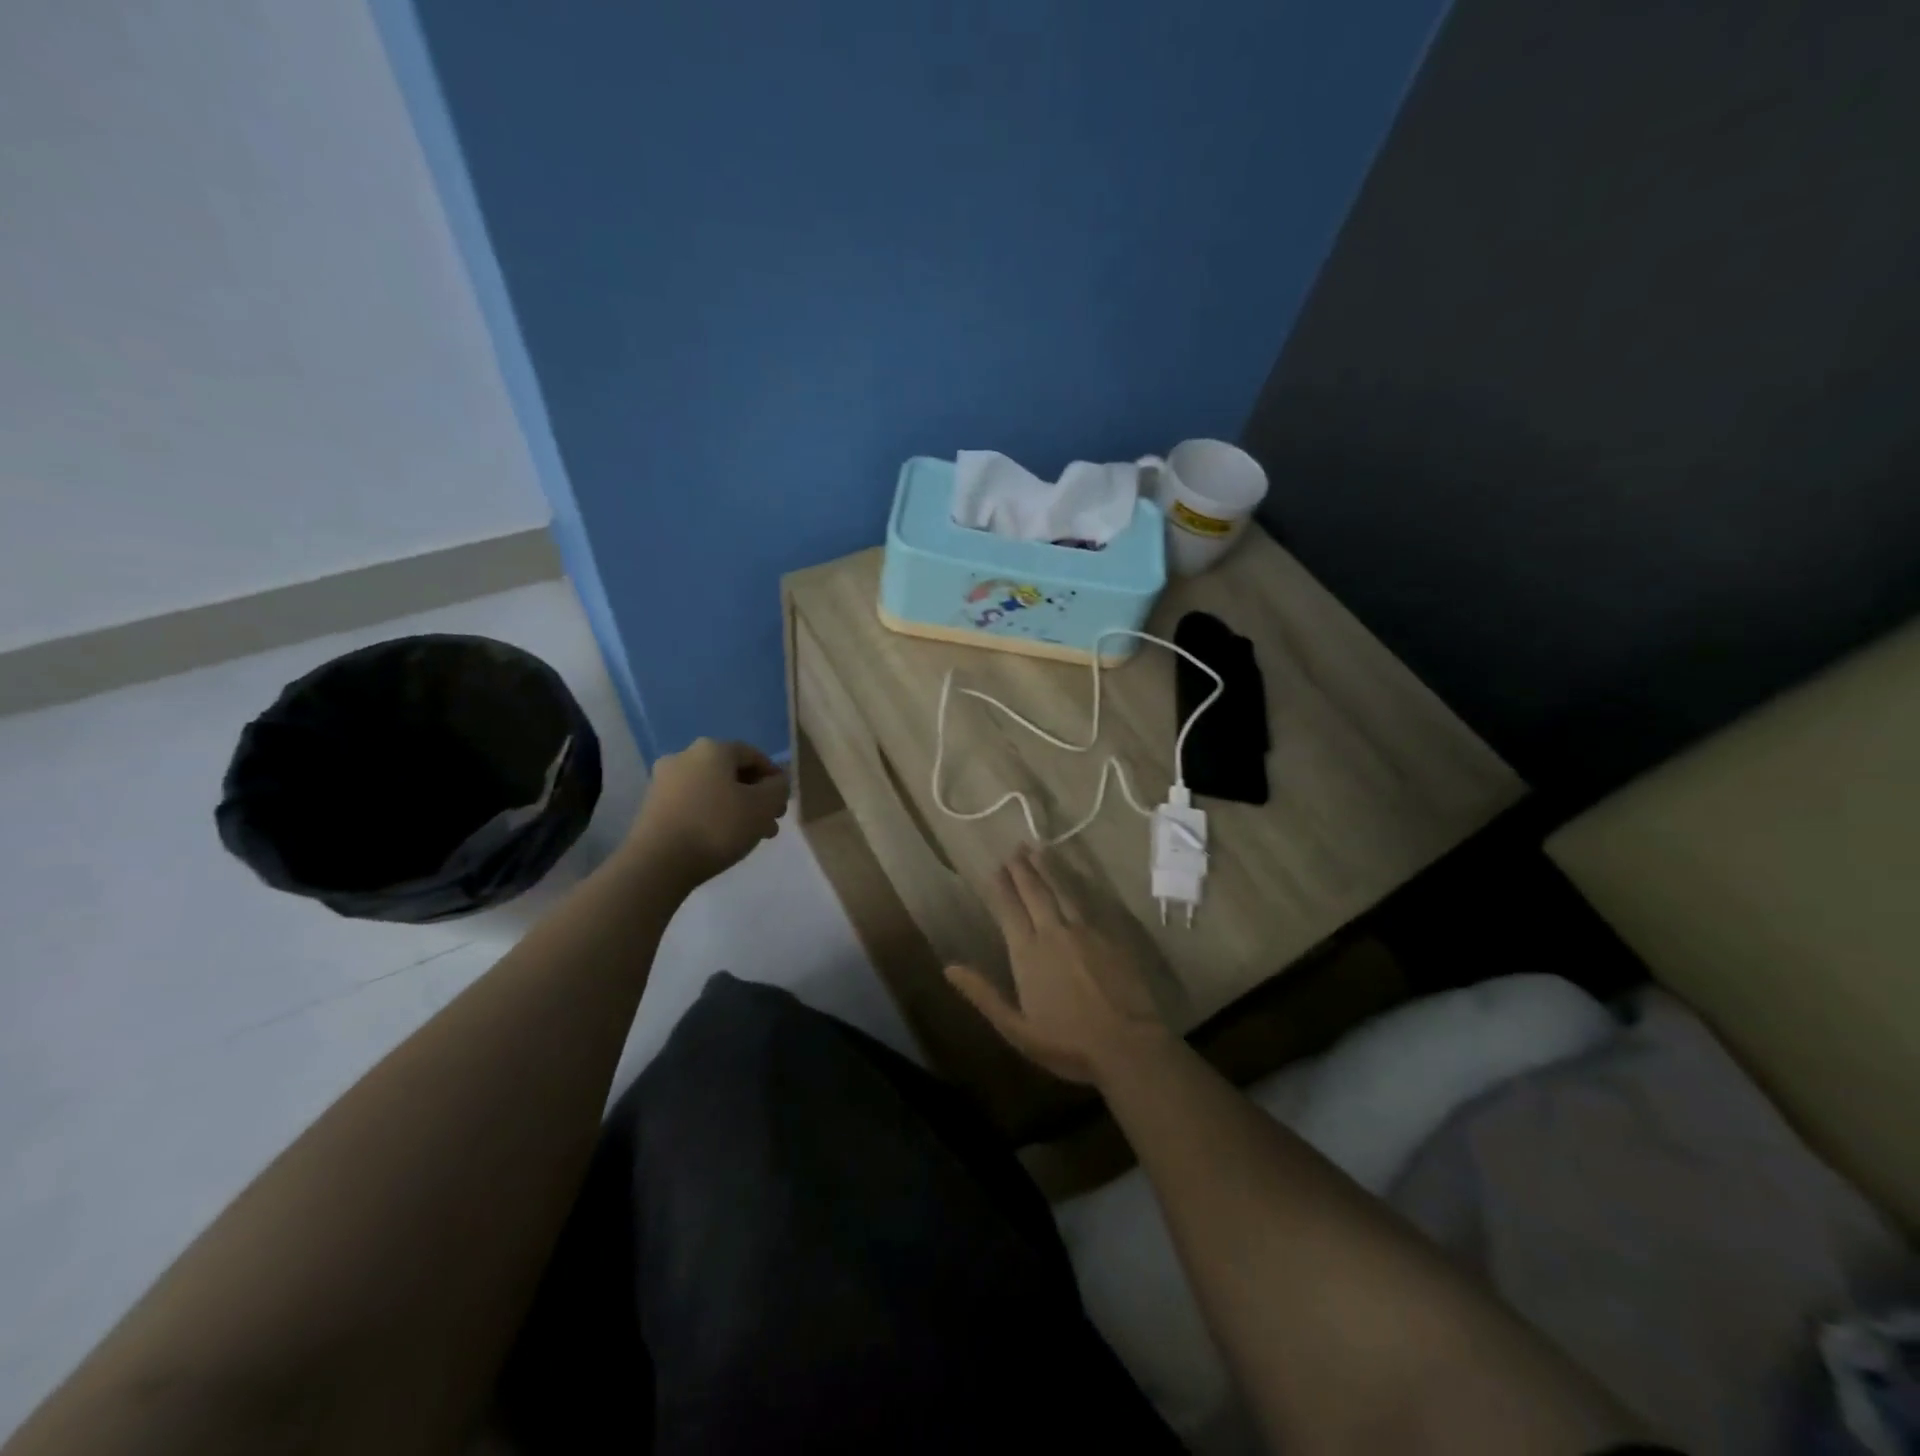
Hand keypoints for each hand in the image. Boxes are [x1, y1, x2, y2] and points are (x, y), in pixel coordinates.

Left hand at [627, 738, 788, 888]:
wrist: (657, 863)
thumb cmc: (717, 826)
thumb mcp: (763, 806)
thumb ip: (779, 788)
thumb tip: (777, 782)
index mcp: (712, 749)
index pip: (753, 755)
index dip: (774, 777)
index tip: (783, 802)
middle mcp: (684, 757)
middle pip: (731, 773)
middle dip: (755, 797)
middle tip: (770, 822)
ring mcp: (664, 782)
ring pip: (712, 790)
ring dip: (736, 808)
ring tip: (751, 836)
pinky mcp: (652, 807)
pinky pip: (692, 805)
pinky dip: (711, 816)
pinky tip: (721, 839)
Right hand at [946, 845, 1172, 1086]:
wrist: (1128, 1044)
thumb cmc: (1068, 1043)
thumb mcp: (1016, 1029)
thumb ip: (983, 994)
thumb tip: (949, 967)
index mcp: (1028, 953)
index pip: (1010, 910)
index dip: (1002, 888)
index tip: (996, 868)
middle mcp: (1054, 933)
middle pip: (1036, 893)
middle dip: (1023, 869)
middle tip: (1015, 849)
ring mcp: (1085, 931)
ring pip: (1062, 890)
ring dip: (1049, 869)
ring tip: (1039, 850)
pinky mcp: (1110, 935)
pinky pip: (1088, 901)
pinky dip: (1076, 884)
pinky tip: (1074, 877)